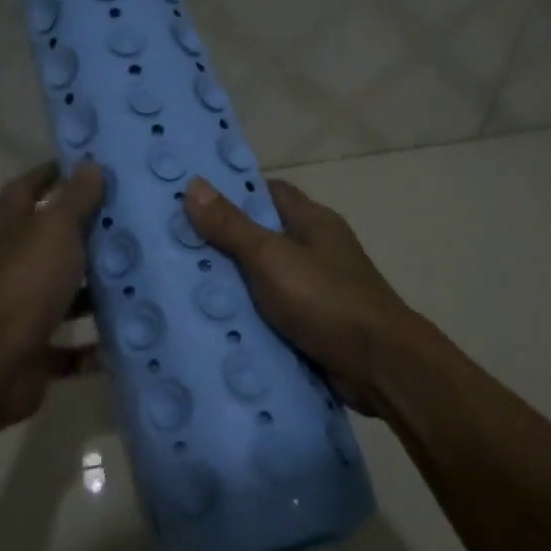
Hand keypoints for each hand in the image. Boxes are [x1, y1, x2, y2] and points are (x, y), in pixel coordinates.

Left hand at [0, 160, 106, 428]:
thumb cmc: (24, 282)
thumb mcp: (55, 230)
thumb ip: (75, 200)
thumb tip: (90, 165)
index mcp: (6, 232)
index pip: (24, 190)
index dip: (49, 176)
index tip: (84, 168)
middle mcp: (7, 268)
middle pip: (44, 246)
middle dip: (80, 238)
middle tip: (126, 228)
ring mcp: (16, 312)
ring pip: (59, 297)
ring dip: (91, 294)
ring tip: (135, 284)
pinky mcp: (30, 352)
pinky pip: (66, 349)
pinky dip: (91, 348)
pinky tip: (123, 340)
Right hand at [184, 177, 416, 414]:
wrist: (377, 366)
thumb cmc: (326, 299)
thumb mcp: (271, 257)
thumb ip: (232, 226)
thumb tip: (194, 184)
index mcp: (313, 222)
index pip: (269, 193)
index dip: (232, 193)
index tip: (190, 200)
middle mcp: (316, 252)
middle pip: (262, 239)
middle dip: (221, 244)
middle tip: (172, 249)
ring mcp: (315, 292)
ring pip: (263, 282)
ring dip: (230, 288)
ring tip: (178, 288)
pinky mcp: (311, 327)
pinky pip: (270, 317)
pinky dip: (246, 320)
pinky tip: (209, 326)